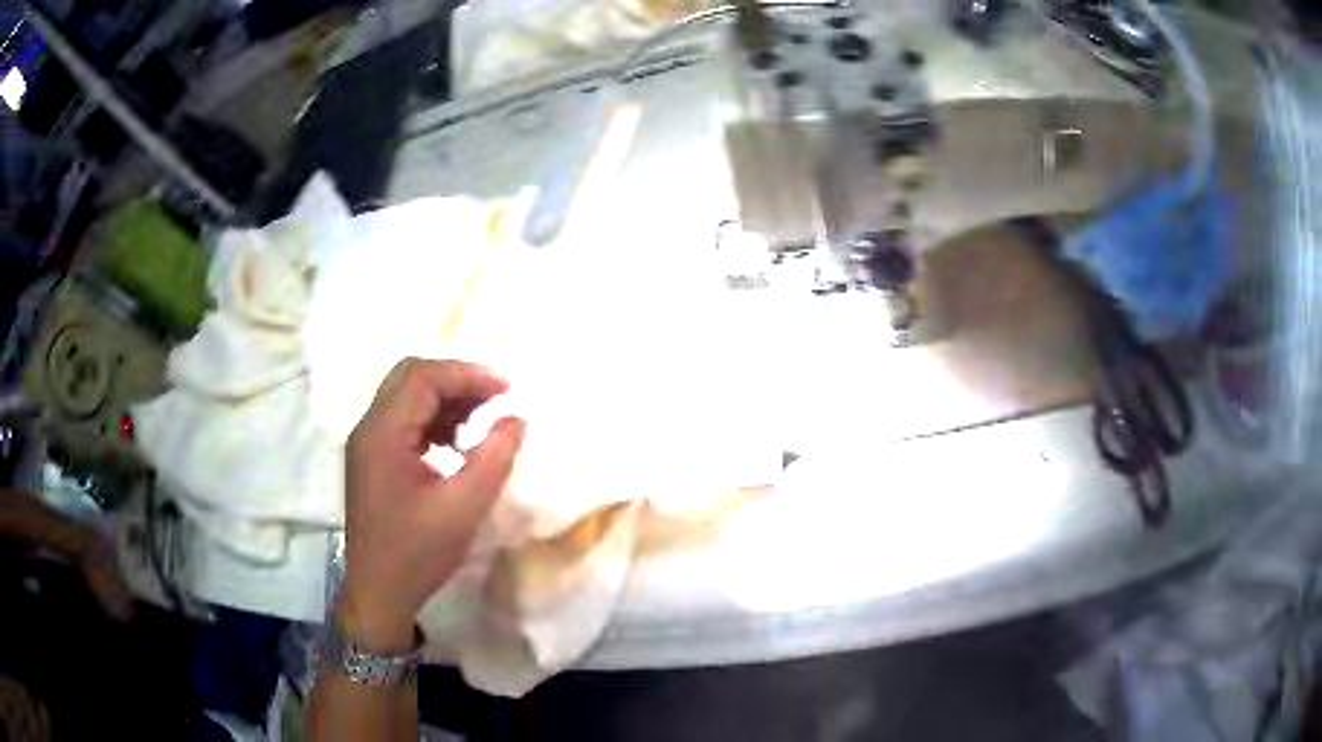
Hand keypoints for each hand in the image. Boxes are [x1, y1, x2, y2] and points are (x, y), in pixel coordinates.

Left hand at [337, 359, 524, 651]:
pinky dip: (433, 421)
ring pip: (406, 398)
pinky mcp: (371, 460)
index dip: (467, 374)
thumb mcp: (463, 508)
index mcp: (382, 434)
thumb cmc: (418, 553)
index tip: (507, 389)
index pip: (423, 378)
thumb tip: (516, 419)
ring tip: (482, 421)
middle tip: (496, 398)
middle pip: (411, 378)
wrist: (379, 593)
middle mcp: (368, 429)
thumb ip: (493, 458)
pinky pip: (402, 422)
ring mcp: (366, 444)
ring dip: (445, 400)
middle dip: (457, 381)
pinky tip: (457, 445)